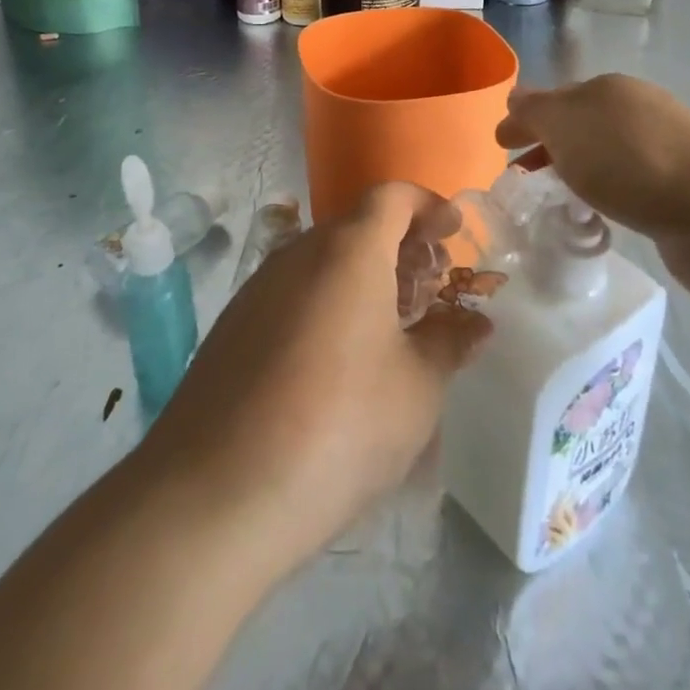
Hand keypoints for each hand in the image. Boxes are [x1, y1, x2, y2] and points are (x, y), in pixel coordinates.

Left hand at [141, 182, 489, 582]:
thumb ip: (449, 343)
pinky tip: (341, 358)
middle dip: (401, 246)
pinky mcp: (233, 325)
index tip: (453, 231)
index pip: (392, 196)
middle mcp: (299, 252)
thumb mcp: (416, 388)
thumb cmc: (339, 426)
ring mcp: (259, 288)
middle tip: (432, 287)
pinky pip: (295, 292)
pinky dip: (329, 302)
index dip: (428, 205)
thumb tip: (475, 324)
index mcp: (349, 250)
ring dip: (364, 276)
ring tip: (394, 326)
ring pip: (324, 260)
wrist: (215, 493)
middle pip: (357, 226)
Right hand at [496, 74, 689, 305]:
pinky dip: (604, 191)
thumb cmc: (630, 160)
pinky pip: (626, 184)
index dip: (524, 118)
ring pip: (604, 154)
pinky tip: (599, 213)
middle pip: (579, 124)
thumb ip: (535, 111)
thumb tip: (515, 97)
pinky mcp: (680, 190)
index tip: (500, 144)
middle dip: (548, 143)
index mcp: (608, 90)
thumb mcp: (567, 125)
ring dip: (576, 168)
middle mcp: (637, 111)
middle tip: (520, 173)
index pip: (553, 99)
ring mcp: (663, 150)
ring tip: (554, 196)